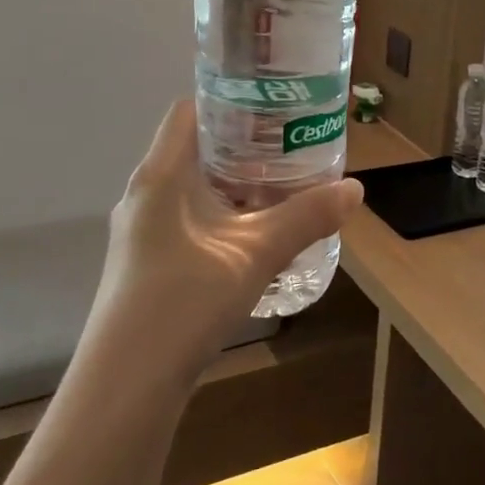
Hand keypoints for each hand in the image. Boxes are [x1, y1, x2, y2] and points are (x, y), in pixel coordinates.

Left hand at [85, 99, 363, 386]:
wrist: (128, 383)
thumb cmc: (184, 301)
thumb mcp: (255, 254)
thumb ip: (306, 218)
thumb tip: (355, 190)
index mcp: (162, 175)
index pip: (189, 110)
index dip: (229, 100)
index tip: (273, 108)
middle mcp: (146, 194)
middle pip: (196, 149)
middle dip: (244, 146)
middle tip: (291, 147)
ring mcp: (143, 231)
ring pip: (194, 190)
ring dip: (235, 186)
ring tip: (282, 189)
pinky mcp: (148, 262)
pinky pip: (190, 220)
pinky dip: (223, 217)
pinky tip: (255, 239)